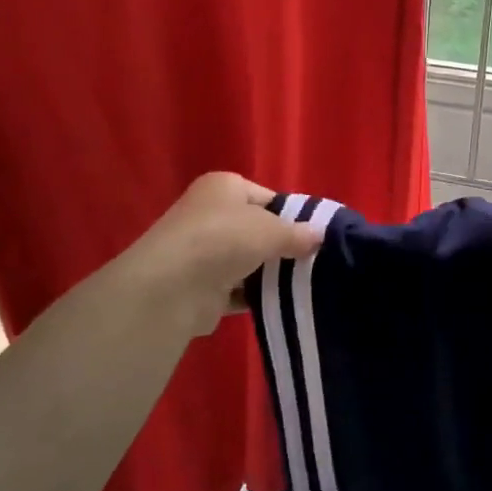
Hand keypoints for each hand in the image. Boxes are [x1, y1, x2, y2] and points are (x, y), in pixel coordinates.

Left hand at [116, 173, 319, 338]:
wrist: (172, 288)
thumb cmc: (224, 239)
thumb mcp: (272, 230)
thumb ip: (298, 233)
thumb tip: (320, 235)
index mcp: (223, 186)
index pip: (267, 197)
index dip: (292, 214)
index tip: (316, 235)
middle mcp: (209, 214)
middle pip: (256, 229)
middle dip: (281, 246)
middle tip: (314, 261)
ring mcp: (202, 252)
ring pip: (246, 261)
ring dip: (268, 274)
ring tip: (304, 284)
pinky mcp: (200, 287)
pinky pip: (236, 289)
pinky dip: (254, 296)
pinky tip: (280, 303)